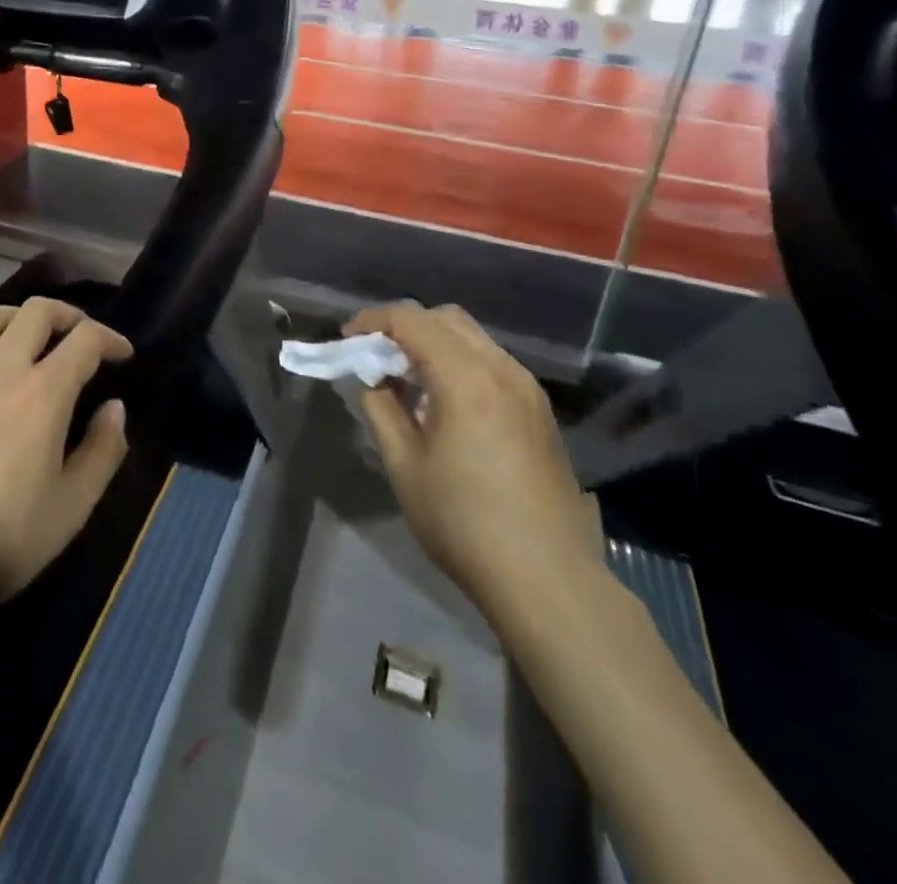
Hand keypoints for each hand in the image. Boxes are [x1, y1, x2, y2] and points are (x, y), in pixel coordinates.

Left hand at [0, 298, 131, 613]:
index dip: (111, 338)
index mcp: (43, 393)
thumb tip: (115, 407)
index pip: (85, 339)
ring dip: (18, 317)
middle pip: (38, 311)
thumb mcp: (72, 507)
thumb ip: (102, 451)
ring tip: (29, 336)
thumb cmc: (0, 540)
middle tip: (81, 337)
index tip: (123, 355)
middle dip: (69, 316)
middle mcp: (1, 368)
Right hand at [345, 302, 596, 619]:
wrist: (548, 579)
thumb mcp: (405, 466)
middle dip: (405, 327)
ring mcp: (527, 388)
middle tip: (378, 359)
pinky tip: (446, 404)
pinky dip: (461, 363)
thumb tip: (374, 382)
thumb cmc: (464, 522)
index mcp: (465, 377)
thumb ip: (381, 410)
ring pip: (473, 338)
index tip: (348, 341)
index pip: (412, 320)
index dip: (373, 322)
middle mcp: (502, 369)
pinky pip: (492, 363)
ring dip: (435, 344)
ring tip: (409, 383)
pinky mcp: (540, 410)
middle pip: (446, 318)